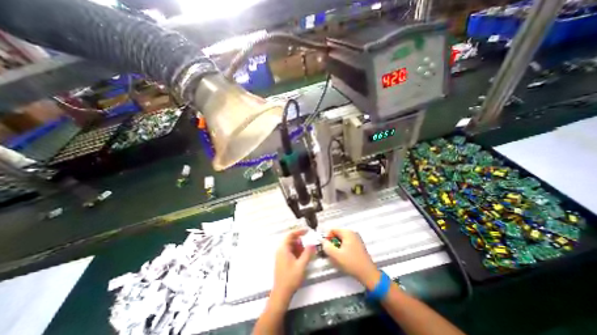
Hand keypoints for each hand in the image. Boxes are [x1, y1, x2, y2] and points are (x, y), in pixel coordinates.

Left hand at [272, 228, 313, 297]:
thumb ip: (307, 253)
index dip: (299, 231)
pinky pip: (290, 252)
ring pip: (291, 247)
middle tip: (308, 246)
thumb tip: (312, 244)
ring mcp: (280, 256)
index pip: (291, 235)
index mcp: (283, 248)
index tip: (307, 231)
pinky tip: (302, 259)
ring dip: (299, 248)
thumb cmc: (291, 278)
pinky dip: (296, 253)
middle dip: (300, 242)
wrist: (281, 293)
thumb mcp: (301, 265)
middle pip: (291, 240)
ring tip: (306, 254)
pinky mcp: (282, 261)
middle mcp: (280, 250)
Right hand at [322, 229, 377, 288]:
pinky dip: (342, 249)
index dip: (327, 237)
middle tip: (331, 253)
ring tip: (337, 257)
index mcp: (347, 232)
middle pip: (337, 234)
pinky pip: (346, 244)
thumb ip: (327, 246)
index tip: (326, 246)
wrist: (368, 274)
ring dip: (336, 247)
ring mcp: (356, 239)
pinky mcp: (357, 246)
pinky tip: (343, 258)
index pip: (332, 230)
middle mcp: (352, 233)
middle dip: (332, 243)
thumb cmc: (352, 263)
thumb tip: (323, 241)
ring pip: (341, 240)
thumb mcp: (336, 255)